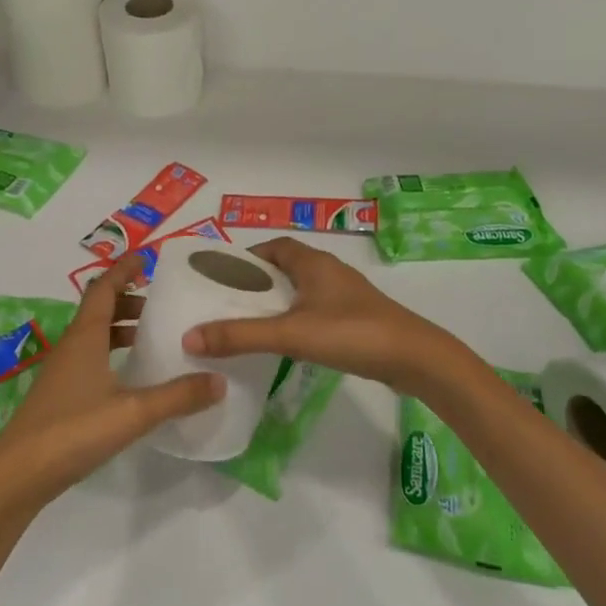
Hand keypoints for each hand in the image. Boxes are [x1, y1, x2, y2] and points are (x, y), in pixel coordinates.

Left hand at [0, 256, 224, 513]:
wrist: (16, 476)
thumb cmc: (72, 431)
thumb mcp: (133, 413)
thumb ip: (177, 396)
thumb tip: (219, 380)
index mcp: (85, 337)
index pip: (103, 288)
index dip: (123, 270)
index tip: (147, 259)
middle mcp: (71, 347)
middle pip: (100, 310)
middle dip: (129, 300)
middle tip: (162, 304)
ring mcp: (63, 373)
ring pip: (94, 336)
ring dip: (121, 329)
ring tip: (153, 337)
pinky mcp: (61, 397)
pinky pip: (90, 360)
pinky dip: (113, 355)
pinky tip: (131, 378)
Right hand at [182, 237, 468, 393]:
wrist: (415, 359)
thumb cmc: (351, 333)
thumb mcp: (290, 333)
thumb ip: (240, 336)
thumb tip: (189, 338)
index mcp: (313, 262)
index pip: (273, 247)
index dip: (246, 258)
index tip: (221, 277)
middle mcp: (329, 271)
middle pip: (284, 268)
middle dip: (256, 283)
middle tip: (227, 304)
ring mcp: (345, 296)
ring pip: (301, 291)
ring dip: (276, 302)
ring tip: (248, 324)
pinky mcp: (355, 318)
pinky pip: (315, 310)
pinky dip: (295, 319)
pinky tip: (285, 342)